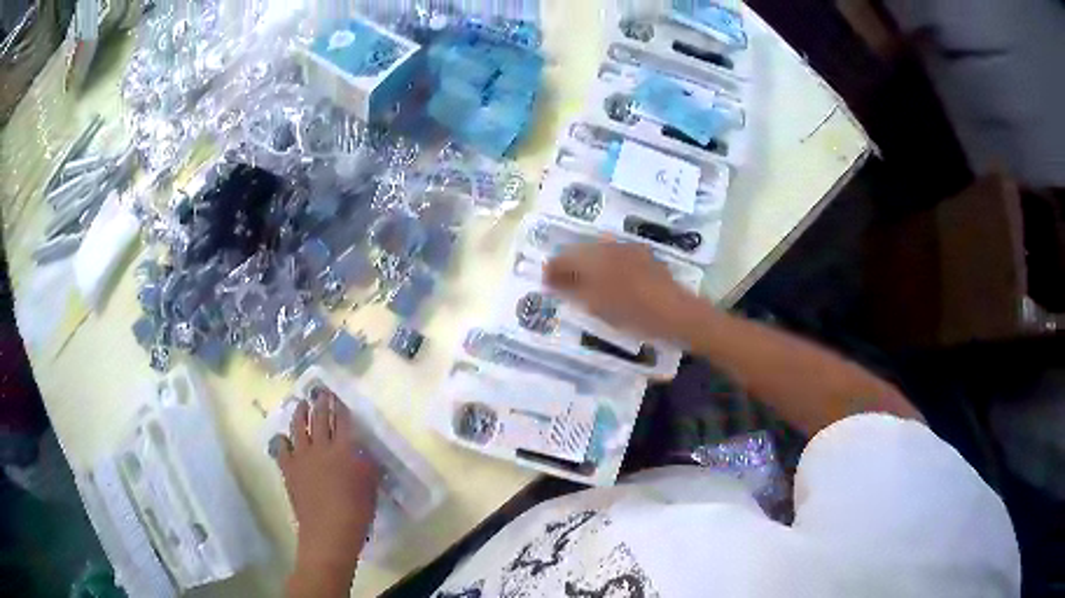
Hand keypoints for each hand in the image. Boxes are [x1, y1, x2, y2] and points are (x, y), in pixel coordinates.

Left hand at [271, 388, 379, 594]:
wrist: (328, 531)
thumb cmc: (356, 511)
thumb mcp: (370, 486)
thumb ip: (366, 465)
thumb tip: (362, 451)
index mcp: (344, 450)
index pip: (342, 421)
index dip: (340, 407)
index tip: (338, 397)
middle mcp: (321, 447)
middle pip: (319, 419)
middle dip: (320, 403)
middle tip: (319, 392)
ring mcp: (302, 457)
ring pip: (298, 428)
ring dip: (299, 414)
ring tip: (300, 404)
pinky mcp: (288, 468)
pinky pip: (282, 448)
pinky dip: (282, 440)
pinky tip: (282, 437)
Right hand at [544, 241, 705, 342]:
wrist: (677, 313)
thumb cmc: (635, 313)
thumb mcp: (598, 306)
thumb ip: (571, 290)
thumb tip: (551, 280)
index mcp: (596, 257)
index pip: (565, 257)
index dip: (553, 269)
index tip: (545, 282)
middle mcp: (611, 246)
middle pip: (581, 251)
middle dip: (568, 265)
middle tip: (561, 284)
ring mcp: (629, 249)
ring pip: (598, 252)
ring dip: (586, 265)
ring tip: (582, 284)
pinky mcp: (643, 256)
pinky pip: (615, 255)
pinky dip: (604, 266)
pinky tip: (607, 281)